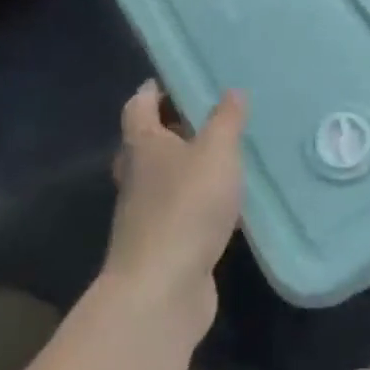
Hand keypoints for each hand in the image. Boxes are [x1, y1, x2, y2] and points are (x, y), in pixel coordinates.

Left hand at [101, 82, 244, 328]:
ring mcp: (145, 214)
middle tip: (205, 116)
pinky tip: (225, 205)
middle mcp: (137, 176)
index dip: (152, 90)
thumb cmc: (186, 206)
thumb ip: (226, 120)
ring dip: (186, 167)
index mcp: (142, 145)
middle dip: (171, 128)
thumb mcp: (216, 153)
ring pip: (163, 179)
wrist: (162, 290)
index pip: (138, 106)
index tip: (173, 79)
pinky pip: (180, 211)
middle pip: (146, 143)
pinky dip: (198, 202)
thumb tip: (232, 91)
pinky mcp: (162, 244)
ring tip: (222, 156)